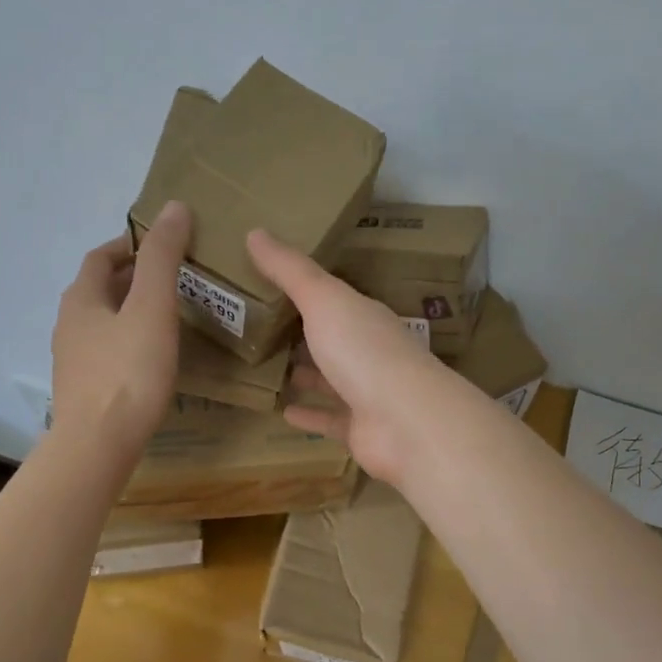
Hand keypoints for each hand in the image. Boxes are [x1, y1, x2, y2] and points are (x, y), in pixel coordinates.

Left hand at [52, 201, 191, 463]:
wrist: (97, 444)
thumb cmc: (128, 371)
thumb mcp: (152, 308)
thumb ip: (163, 258)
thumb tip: (174, 207)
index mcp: (81, 298)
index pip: (102, 257)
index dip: (130, 245)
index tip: (162, 246)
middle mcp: (68, 324)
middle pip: (99, 289)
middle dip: (132, 278)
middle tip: (173, 280)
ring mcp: (71, 359)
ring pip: (102, 321)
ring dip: (129, 310)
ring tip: (166, 316)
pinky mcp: (82, 389)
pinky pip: (105, 351)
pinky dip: (127, 341)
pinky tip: (150, 358)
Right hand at [247, 228, 451, 483]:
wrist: (406, 423)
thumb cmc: (364, 352)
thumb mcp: (324, 301)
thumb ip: (290, 271)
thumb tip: (254, 232)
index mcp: (364, 316)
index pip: (334, 299)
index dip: (305, 292)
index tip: (269, 286)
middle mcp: (369, 352)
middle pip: (332, 339)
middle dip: (302, 334)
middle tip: (260, 328)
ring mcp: (367, 393)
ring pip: (331, 380)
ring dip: (305, 374)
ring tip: (267, 368)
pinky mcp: (360, 429)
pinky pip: (329, 418)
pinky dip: (308, 413)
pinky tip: (282, 410)